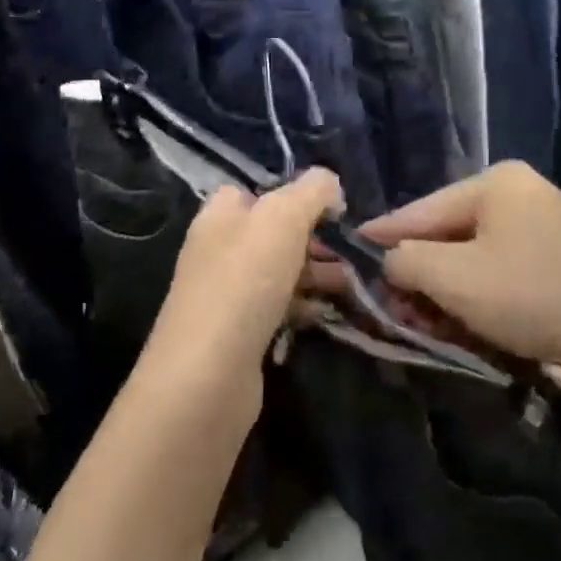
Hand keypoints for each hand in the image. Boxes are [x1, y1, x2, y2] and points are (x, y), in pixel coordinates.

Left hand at [140, 169, 343, 401]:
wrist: (208, 376)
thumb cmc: (244, 282)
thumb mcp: (283, 218)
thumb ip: (310, 192)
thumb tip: (330, 183)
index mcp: (220, 216)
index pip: (254, 191)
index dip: (292, 194)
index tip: (331, 209)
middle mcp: (218, 250)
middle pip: (272, 233)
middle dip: (313, 238)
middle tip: (350, 251)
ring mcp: (226, 294)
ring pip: (279, 272)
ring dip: (315, 273)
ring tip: (352, 284)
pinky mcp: (238, 334)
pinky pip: (277, 308)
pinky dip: (303, 307)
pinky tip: (325, 314)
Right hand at [359, 161, 560, 374]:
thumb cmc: (535, 294)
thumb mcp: (455, 278)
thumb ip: (407, 262)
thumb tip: (389, 258)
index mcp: (494, 183)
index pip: (419, 209)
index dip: (382, 235)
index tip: (350, 254)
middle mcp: (522, 195)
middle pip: (449, 235)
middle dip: (420, 275)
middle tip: (397, 311)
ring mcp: (550, 226)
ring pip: (478, 258)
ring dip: (451, 292)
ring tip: (432, 326)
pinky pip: (508, 273)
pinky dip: (486, 298)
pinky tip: (477, 326)